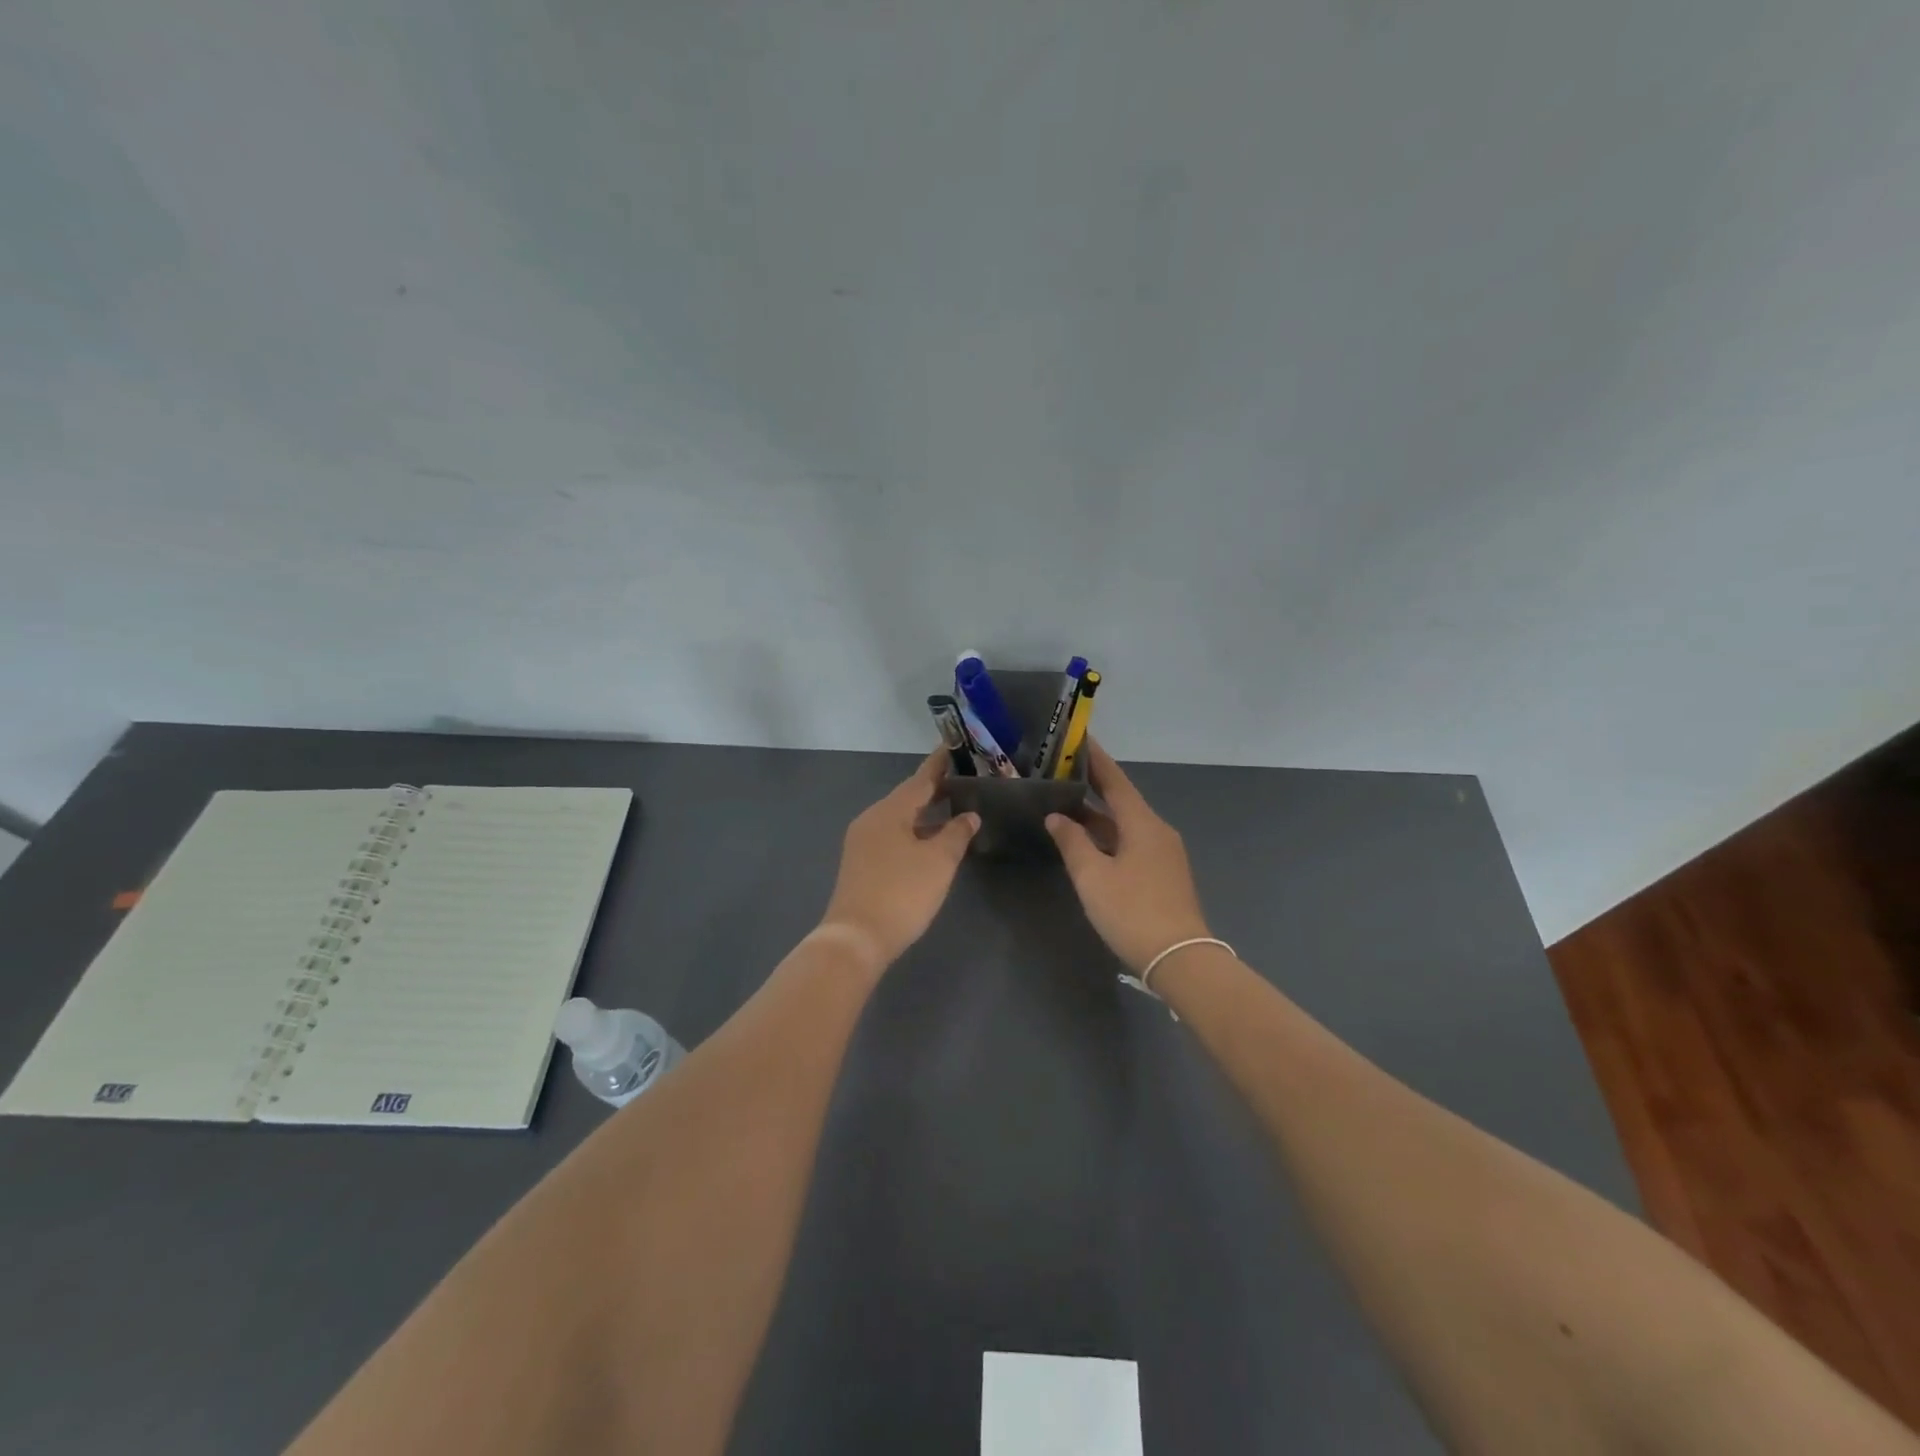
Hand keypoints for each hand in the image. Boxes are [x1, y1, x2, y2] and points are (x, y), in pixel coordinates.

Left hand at [818, 751, 979, 969]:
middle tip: (962, 781)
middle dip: (934, 790)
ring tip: (952, 810)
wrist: (857, 938)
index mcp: (889, 811)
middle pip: (907, 798)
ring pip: (899, 819)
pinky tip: (930, 842)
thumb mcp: (938, 861)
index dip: (938, 765)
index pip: (920, 779)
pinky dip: (914, 832)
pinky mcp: (861, 864)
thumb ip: (956, 834)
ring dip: (925, 815)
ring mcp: (862, 843)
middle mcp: (872, 820)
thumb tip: (969, 816)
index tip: (952, 747)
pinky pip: (892, 837)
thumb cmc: (902, 893)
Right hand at [1046, 740, 1212, 973]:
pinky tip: (1088, 842)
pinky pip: (1131, 843)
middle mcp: (1157, 831)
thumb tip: (1057, 817)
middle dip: (1093, 786)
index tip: (1080, 739)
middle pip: (1122, 801)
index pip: (1115, 781)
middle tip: (1062, 772)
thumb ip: (1072, 842)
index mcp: (1142, 823)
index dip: (1096, 760)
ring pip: (1125, 824)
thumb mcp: (1093, 876)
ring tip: (1065, 804)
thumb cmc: (1132, 911)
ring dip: (1098, 815)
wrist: (1179, 958)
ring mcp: (1163, 854)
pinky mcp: (1163, 874)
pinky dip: (1108, 836)